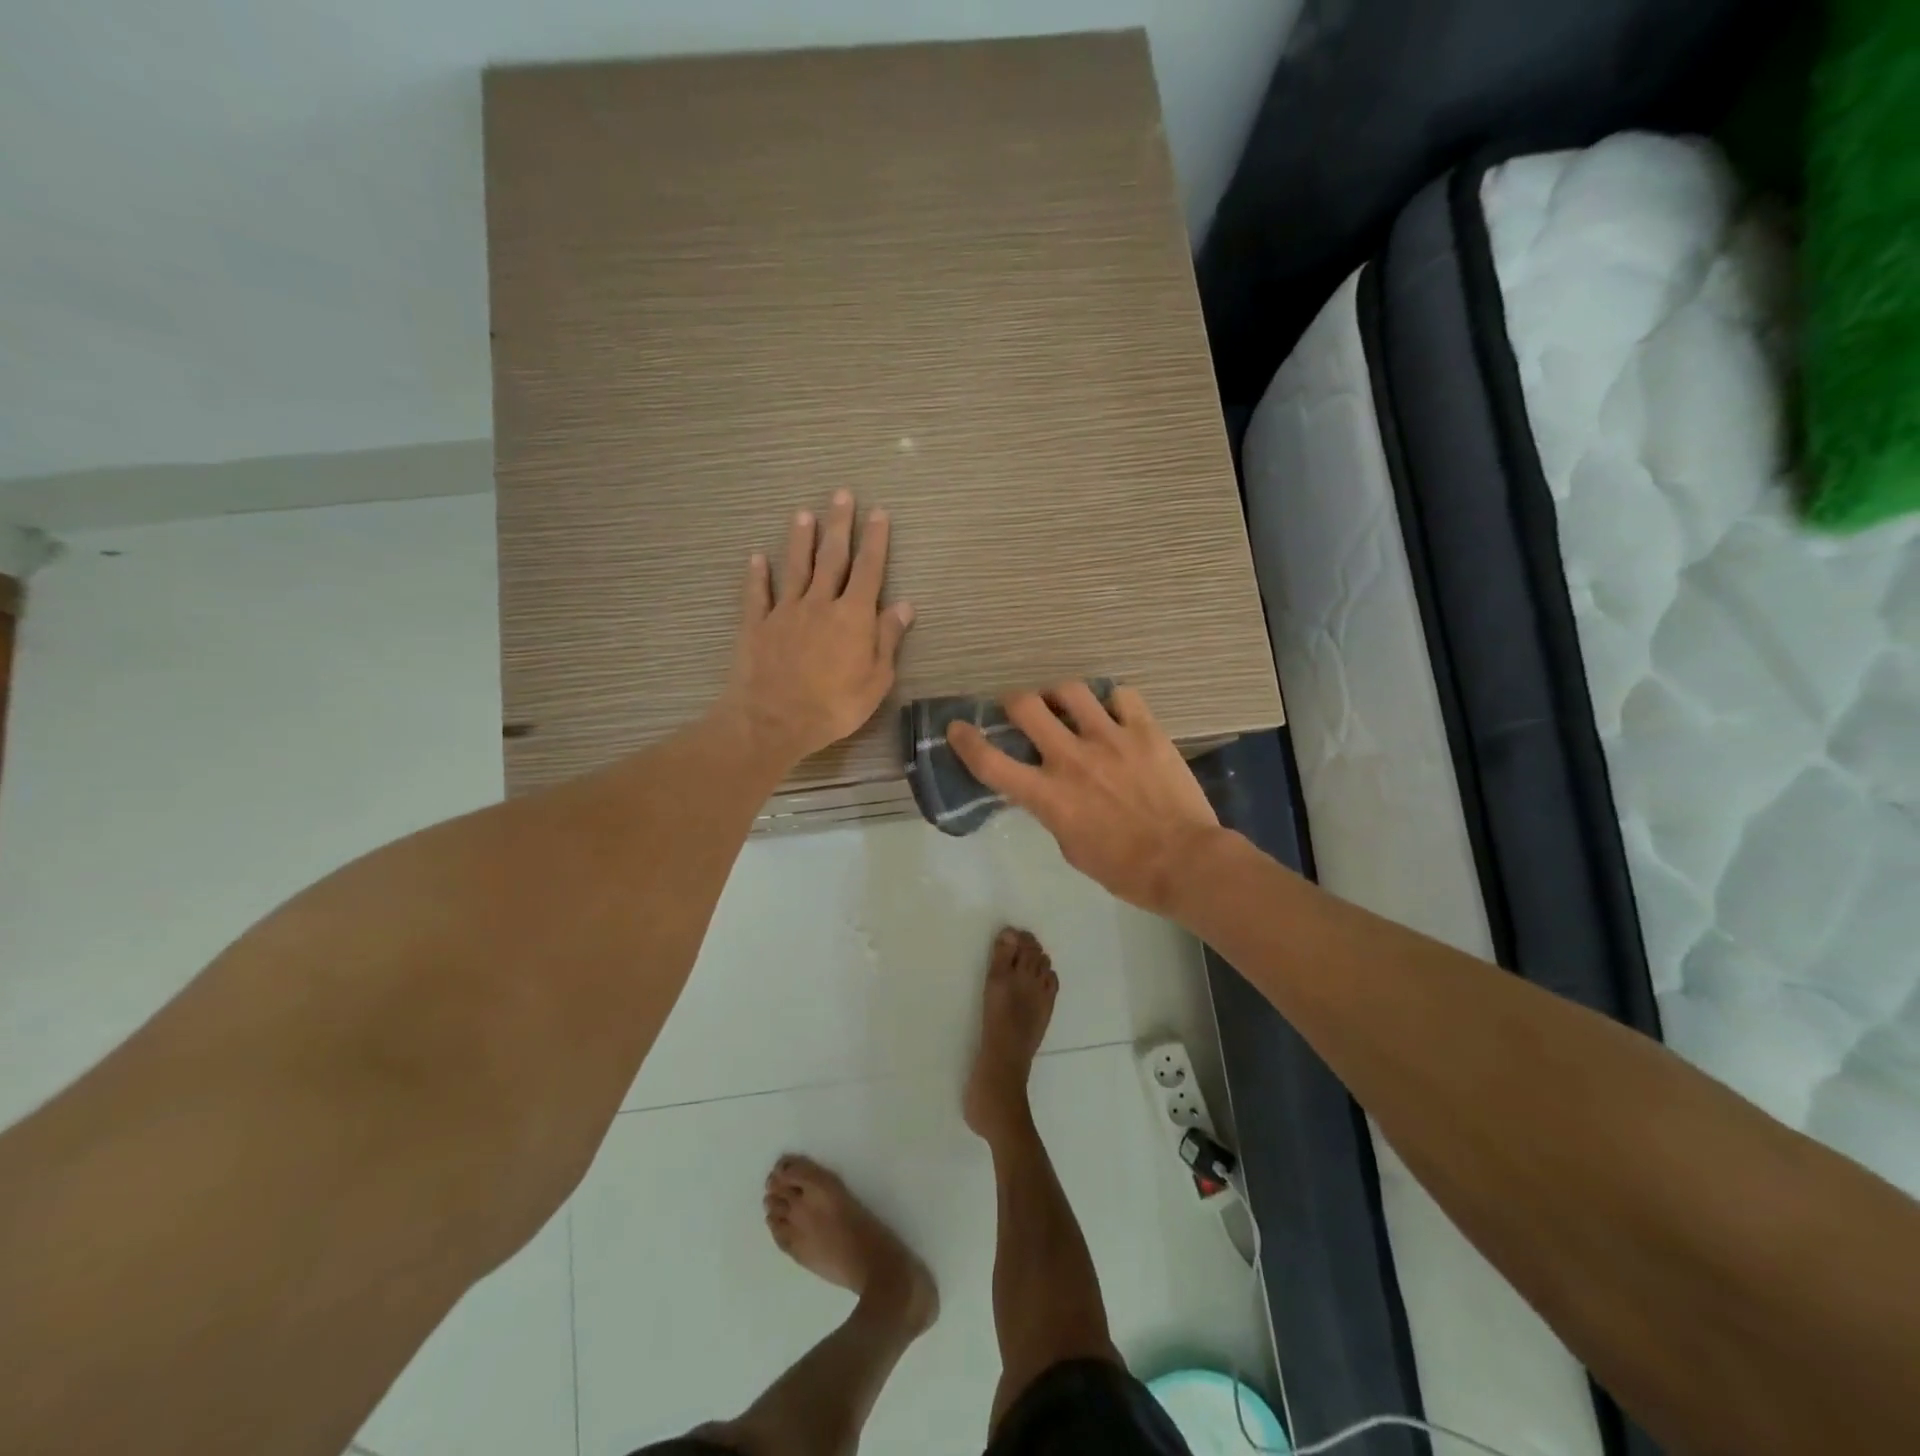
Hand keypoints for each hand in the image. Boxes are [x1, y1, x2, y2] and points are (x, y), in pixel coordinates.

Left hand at [715, 490, 914, 766]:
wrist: (774, 721)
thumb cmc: (834, 706)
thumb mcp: (876, 680)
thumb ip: (888, 639)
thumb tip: (904, 605)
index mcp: (853, 616)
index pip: (869, 569)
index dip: (875, 540)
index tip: (878, 512)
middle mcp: (819, 603)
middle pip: (832, 558)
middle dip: (839, 525)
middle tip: (842, 494)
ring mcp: (785, 612)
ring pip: (795, 567)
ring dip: (801, 540)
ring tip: (803, 514)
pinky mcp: (756, 625)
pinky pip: (757, 594)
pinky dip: (757, 575)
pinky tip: (756, 558)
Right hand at [947, 683, 1220, 914]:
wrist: (1185, 862)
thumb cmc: (1124, 869)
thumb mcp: (1071, 847)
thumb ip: (1052, 811)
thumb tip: (1049, 790)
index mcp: (1048, 795)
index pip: (990, 762)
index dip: (966, 741)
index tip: (957, 728)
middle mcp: (1071, 759)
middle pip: (1025, 706)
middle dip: (1014, 702)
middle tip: (1021, 710)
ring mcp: (1110, 739)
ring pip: (1070, 690)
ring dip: (1059, 695)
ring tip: (1067, 705)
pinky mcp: (1145, 731)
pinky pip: (1122, 695)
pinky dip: (1112, 701)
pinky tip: (1115, 713)